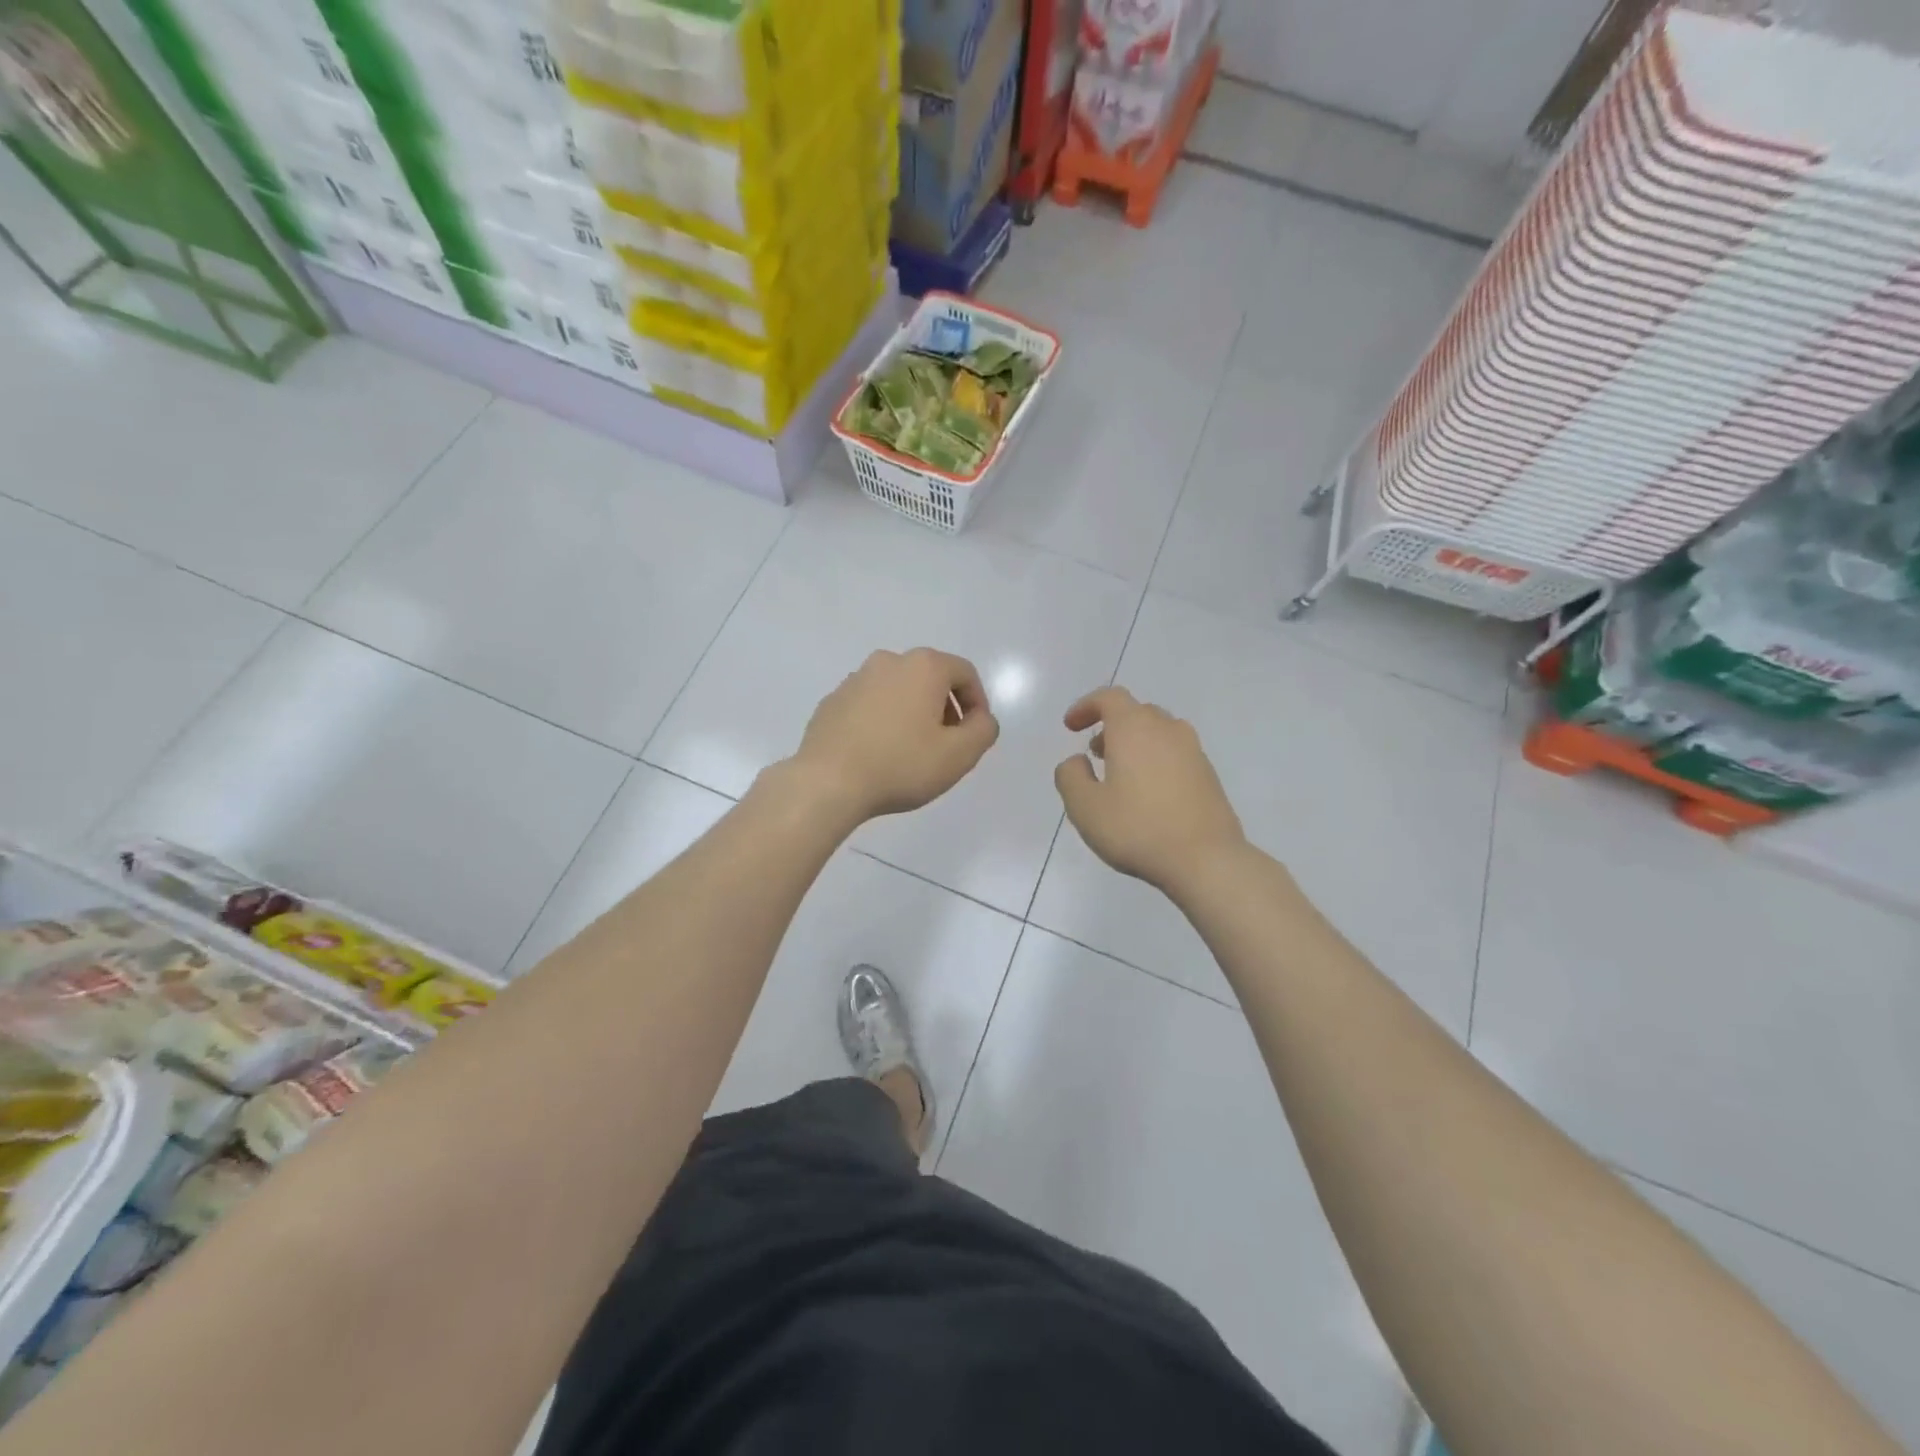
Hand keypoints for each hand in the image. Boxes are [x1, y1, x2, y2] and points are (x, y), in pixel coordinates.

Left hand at [789, 648, 1000, 823]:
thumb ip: (983, 730)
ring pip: (898, 690)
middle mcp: (888, 661)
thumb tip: (981, 719)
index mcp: (923, 667)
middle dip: (944, 708)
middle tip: (946, 744)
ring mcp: (855, 679)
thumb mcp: (959, 755)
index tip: (974, 734)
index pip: (964, 673)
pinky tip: (879, 753)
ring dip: (912, 713)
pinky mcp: (832, 701)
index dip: (977, 703)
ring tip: (911, 751)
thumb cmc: (901, 765)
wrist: (828, 782)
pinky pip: (869, 705)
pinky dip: (882, 721)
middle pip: (930, 678)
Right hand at [1054, 687, 1245, 895]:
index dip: (1086, 706)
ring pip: (1158, 732)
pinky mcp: (1208, 774)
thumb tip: (1077, 761)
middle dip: (1111, 726)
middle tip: (1094, 753)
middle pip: (1136, 712)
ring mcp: (1193, 751)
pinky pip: (1175, 754)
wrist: (1206, 859)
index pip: (1109, 697)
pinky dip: (1156, 760)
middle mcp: (1167, 729)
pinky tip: (1148, 794)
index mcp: (1134, 728)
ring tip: (1120, 774)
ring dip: (1135, 743)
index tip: (1071, 726)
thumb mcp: (1085, 807)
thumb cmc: (1137, 828)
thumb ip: (1070, 776)